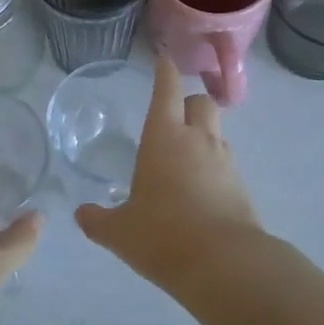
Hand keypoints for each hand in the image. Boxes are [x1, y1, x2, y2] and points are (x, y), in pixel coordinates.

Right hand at [75, 57, 262, 289]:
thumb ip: (98, 220)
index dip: (165, 71)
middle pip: (202, 101)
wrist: (226, 265)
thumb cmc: (163, 236)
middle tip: (173, 119)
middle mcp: (197, 139)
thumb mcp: (120, 232)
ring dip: (203, 135)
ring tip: (185, 159)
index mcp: (164, 137)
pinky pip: (226, 162)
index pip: (167, 90)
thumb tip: (82, 214)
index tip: (164, 59)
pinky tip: (200, 190)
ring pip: (217, 131)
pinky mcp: (241, 185)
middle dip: (189, 103)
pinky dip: (213, 166)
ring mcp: (224, 161)